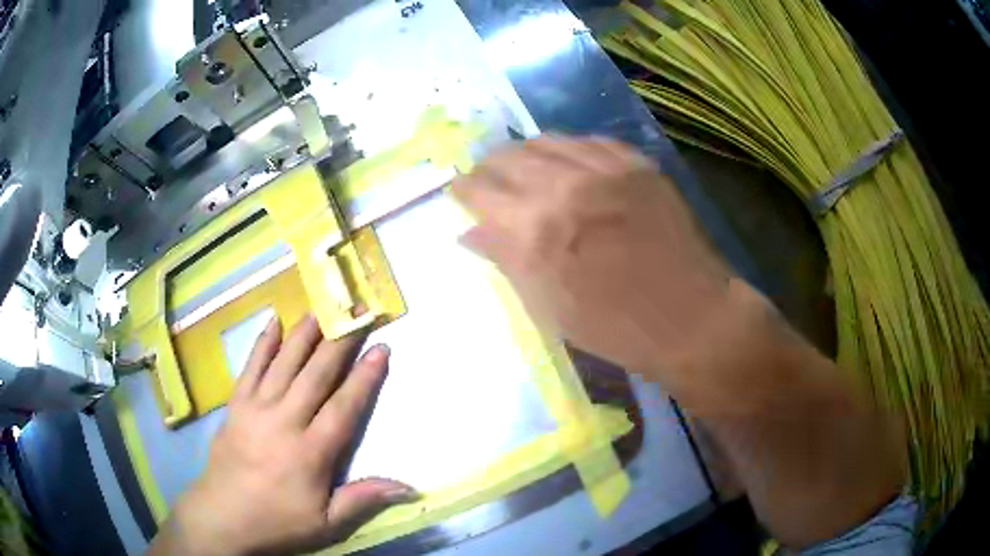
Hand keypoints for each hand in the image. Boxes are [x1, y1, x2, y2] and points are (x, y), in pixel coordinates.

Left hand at [150, 315, 416, 555]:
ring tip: (322, 308)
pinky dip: (263, 343)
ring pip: (284, 363)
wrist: (223, 515)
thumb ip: (363, 500)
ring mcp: (256, 408)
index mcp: (310, 452)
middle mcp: (284, 421)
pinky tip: (274, 321)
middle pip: (316, 375)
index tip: (381, 348)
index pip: (344, 407)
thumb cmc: (278, 521)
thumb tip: (408, 488)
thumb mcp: (326, 524)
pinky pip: (251, 366)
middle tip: (356, 315)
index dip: (365, 377)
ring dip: (305, 333)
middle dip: (340, 343)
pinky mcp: (236, 404)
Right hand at [452, 135, 742, 407]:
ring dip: (526, 152)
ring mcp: (606, 168)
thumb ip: (506, 260)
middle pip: (508, 156)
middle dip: (490, 167)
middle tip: (489, 179)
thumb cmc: (614, 327)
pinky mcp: (637, 163)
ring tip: (524, 167)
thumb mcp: (549, 306)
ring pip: (547, 140)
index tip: (460, 191)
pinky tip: (570, 162)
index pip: (480, 191)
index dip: (464, 189)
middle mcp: (564, 185)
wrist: (690, 317)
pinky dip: (570, 149)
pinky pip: (590, 141)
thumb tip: (469, 233)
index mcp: (534, 229)